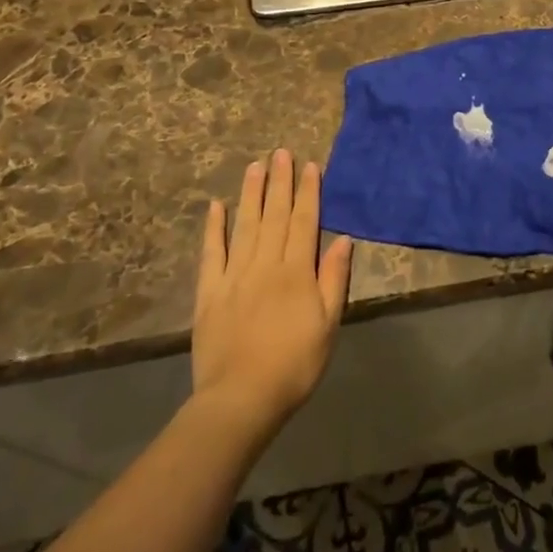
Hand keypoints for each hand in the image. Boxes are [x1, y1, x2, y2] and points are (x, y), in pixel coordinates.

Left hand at [193, 150, 353, 438]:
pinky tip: (216, 206)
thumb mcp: (328, 325)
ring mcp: (234, 275)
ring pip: (245, 225)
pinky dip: (213, 228)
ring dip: (251, 194)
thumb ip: (333, 279)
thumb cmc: (294, 365)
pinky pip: (212, 253)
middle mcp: (265, 264)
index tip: (308, 165)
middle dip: (280, 182)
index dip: (308, 192)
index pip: (304, 221)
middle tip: (280, 152)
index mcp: (296, 271)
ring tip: (255, 166)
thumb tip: (343, 239)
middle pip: (275, 215)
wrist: (242, 399)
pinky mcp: (209, 291)